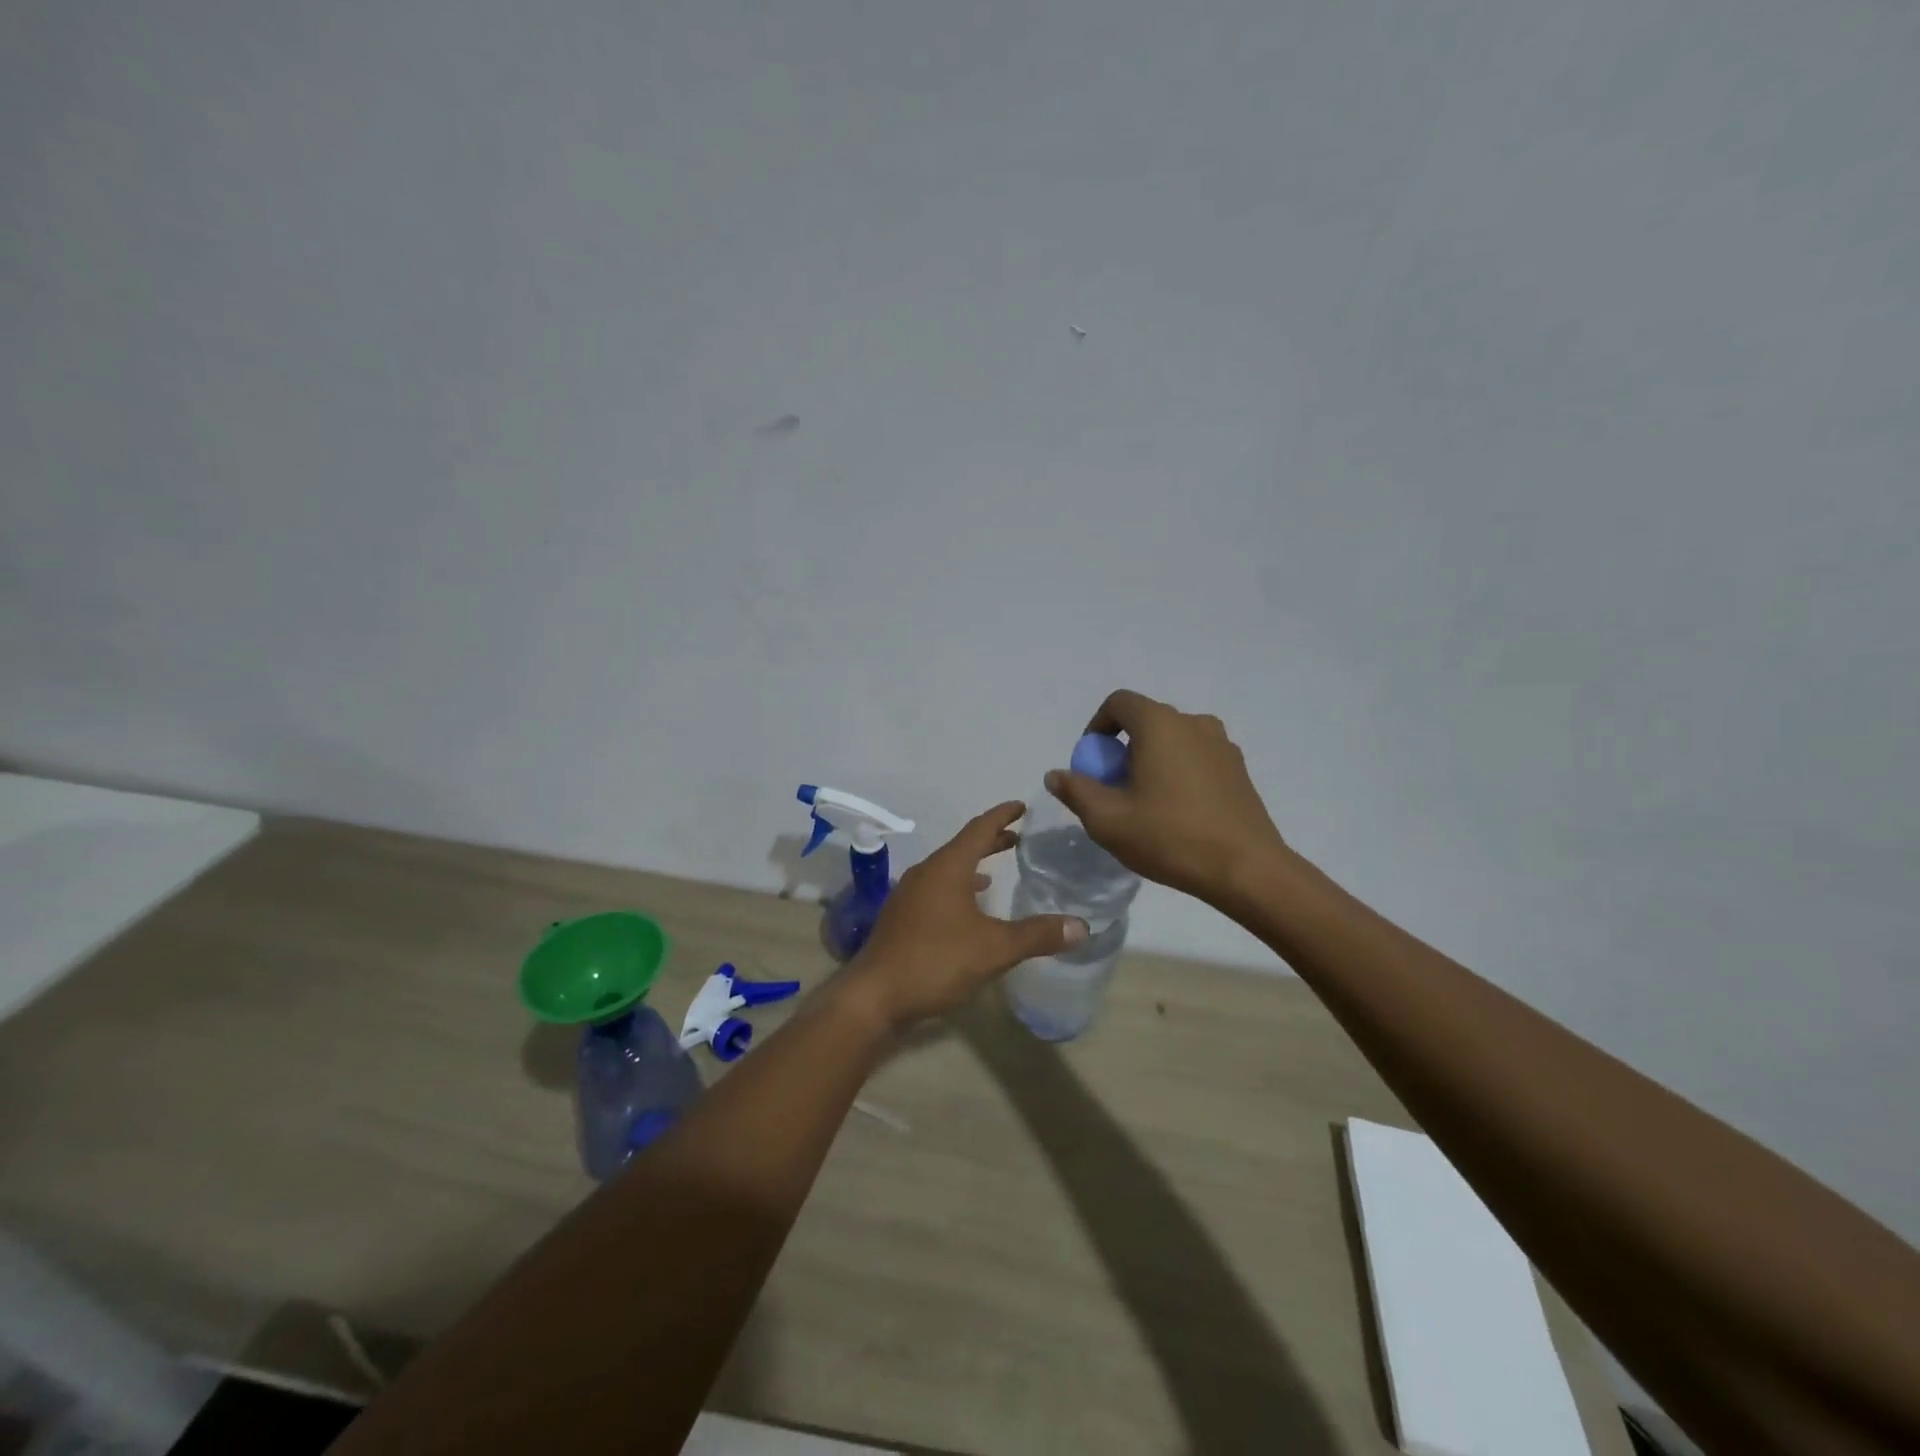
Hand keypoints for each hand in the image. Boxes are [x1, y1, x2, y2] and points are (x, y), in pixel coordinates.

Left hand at [842, 802, 1087, 1030]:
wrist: (874, 996)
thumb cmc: (935, 961)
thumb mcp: (993, 949)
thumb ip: (1037, 935)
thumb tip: (1082, 926)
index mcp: (947, 867)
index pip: (979, 828)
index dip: (1002, 815)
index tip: (1022, 806)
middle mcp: (926, 872)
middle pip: (963, 846)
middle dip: (991, 839)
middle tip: (1019, 837)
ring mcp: (910, 894)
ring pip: (948, 868)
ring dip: (973, 864)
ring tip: (998, 870)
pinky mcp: (903, 916)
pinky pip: (937, 888)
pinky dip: (958, 887)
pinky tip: (969, 908)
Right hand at [1046, 690, 1288, 905]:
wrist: (1247, 869)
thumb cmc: (1170, 837)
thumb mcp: (1108, 820)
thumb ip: (1076, 791)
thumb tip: (1056, 774)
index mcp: (1160, 724)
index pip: (1119, 703)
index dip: (1097, 727)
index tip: (1092, 764)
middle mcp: (1194, 723)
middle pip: (1146, 721)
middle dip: (1123, 749)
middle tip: (1115, 790)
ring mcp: (1222, 745)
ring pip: (1173, 740)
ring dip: (1152, 761)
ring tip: (1146, 803)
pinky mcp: (1239, 770)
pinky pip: (1197, 758)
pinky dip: (1179, 773)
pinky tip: (1178, 813)